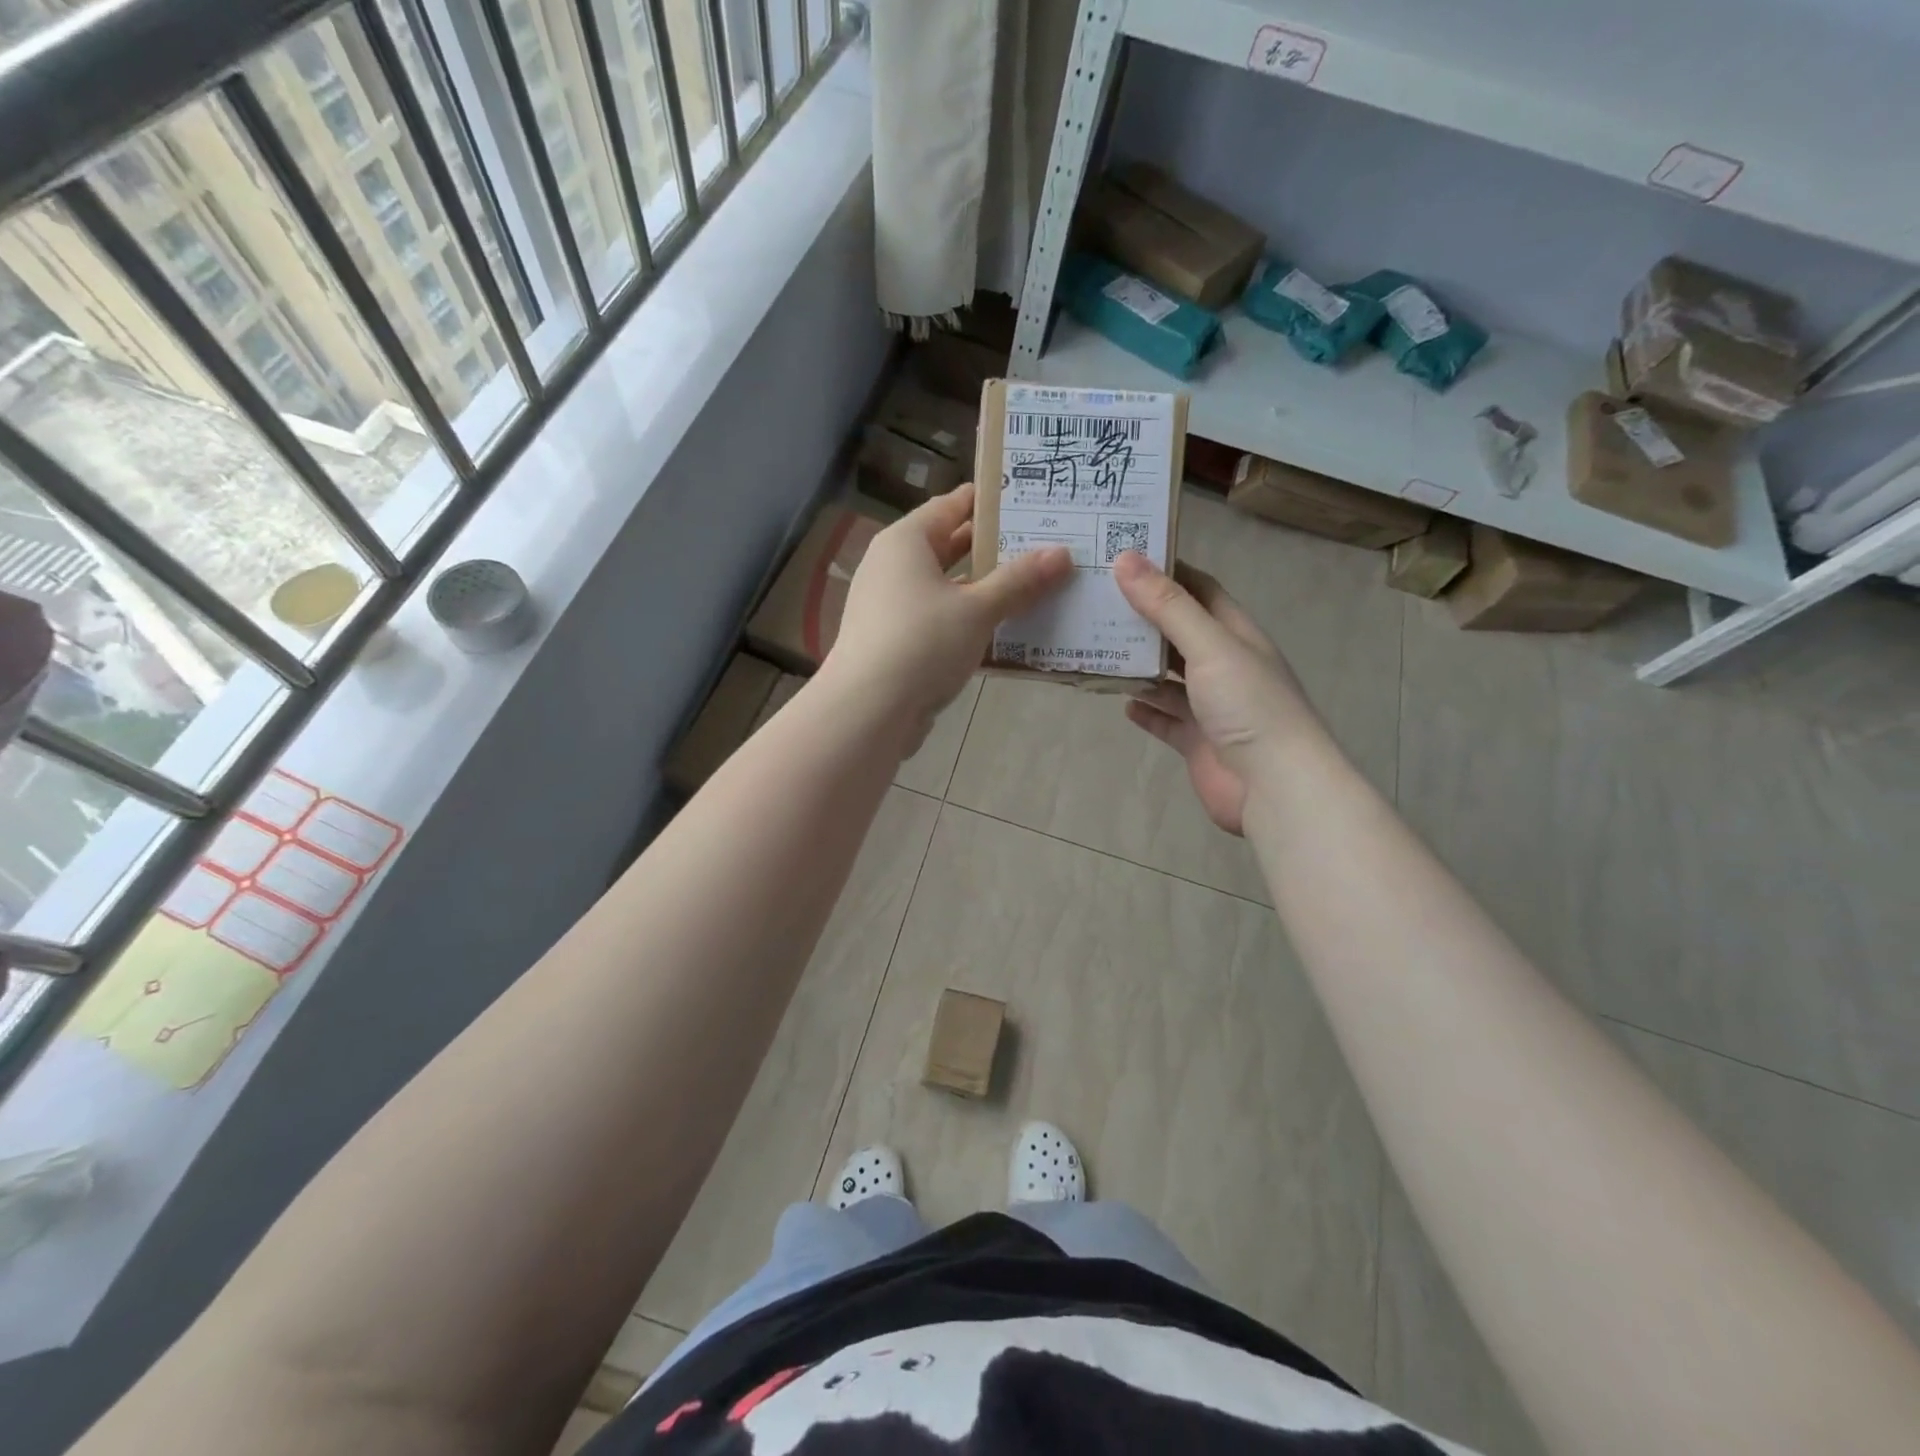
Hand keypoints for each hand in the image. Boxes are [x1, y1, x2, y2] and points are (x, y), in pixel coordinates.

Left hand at [825, 484, 1072, 751]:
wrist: (868, 711)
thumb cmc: (922, 643)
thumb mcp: (977, 610)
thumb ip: (1019, 581)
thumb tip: (1062, 554)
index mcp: (906, 542)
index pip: (951, 505)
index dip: (989, 501)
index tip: (1030, 499)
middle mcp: (893, 567)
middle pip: (950, 547)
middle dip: (995, 549)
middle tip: (1044, 544)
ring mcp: (892, 607)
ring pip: (948, 588)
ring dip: (986, 590)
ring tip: (1037, 586)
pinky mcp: (897, 642)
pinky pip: (941, 621)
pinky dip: (970, 622)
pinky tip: (1007, 632)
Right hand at [1113, 551, 1319, 834]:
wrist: (1275, 787)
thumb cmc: (1249, 705)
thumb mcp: (1209, 646)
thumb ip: (1168, 607)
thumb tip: (1126, 559)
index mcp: (1236, 635)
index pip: (1200, 591)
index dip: (1166, 572)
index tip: (1123, 558)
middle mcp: (1224, 666)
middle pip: (1178, 634)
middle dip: (1143, 619)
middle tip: (1096, 603)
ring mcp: (1211, 707)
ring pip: (1168, 679)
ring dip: (1138, 667)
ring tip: (1097, 649)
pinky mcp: (1197, 741)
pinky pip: (1165, 720)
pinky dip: (1145, 710)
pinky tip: (1121, 702)